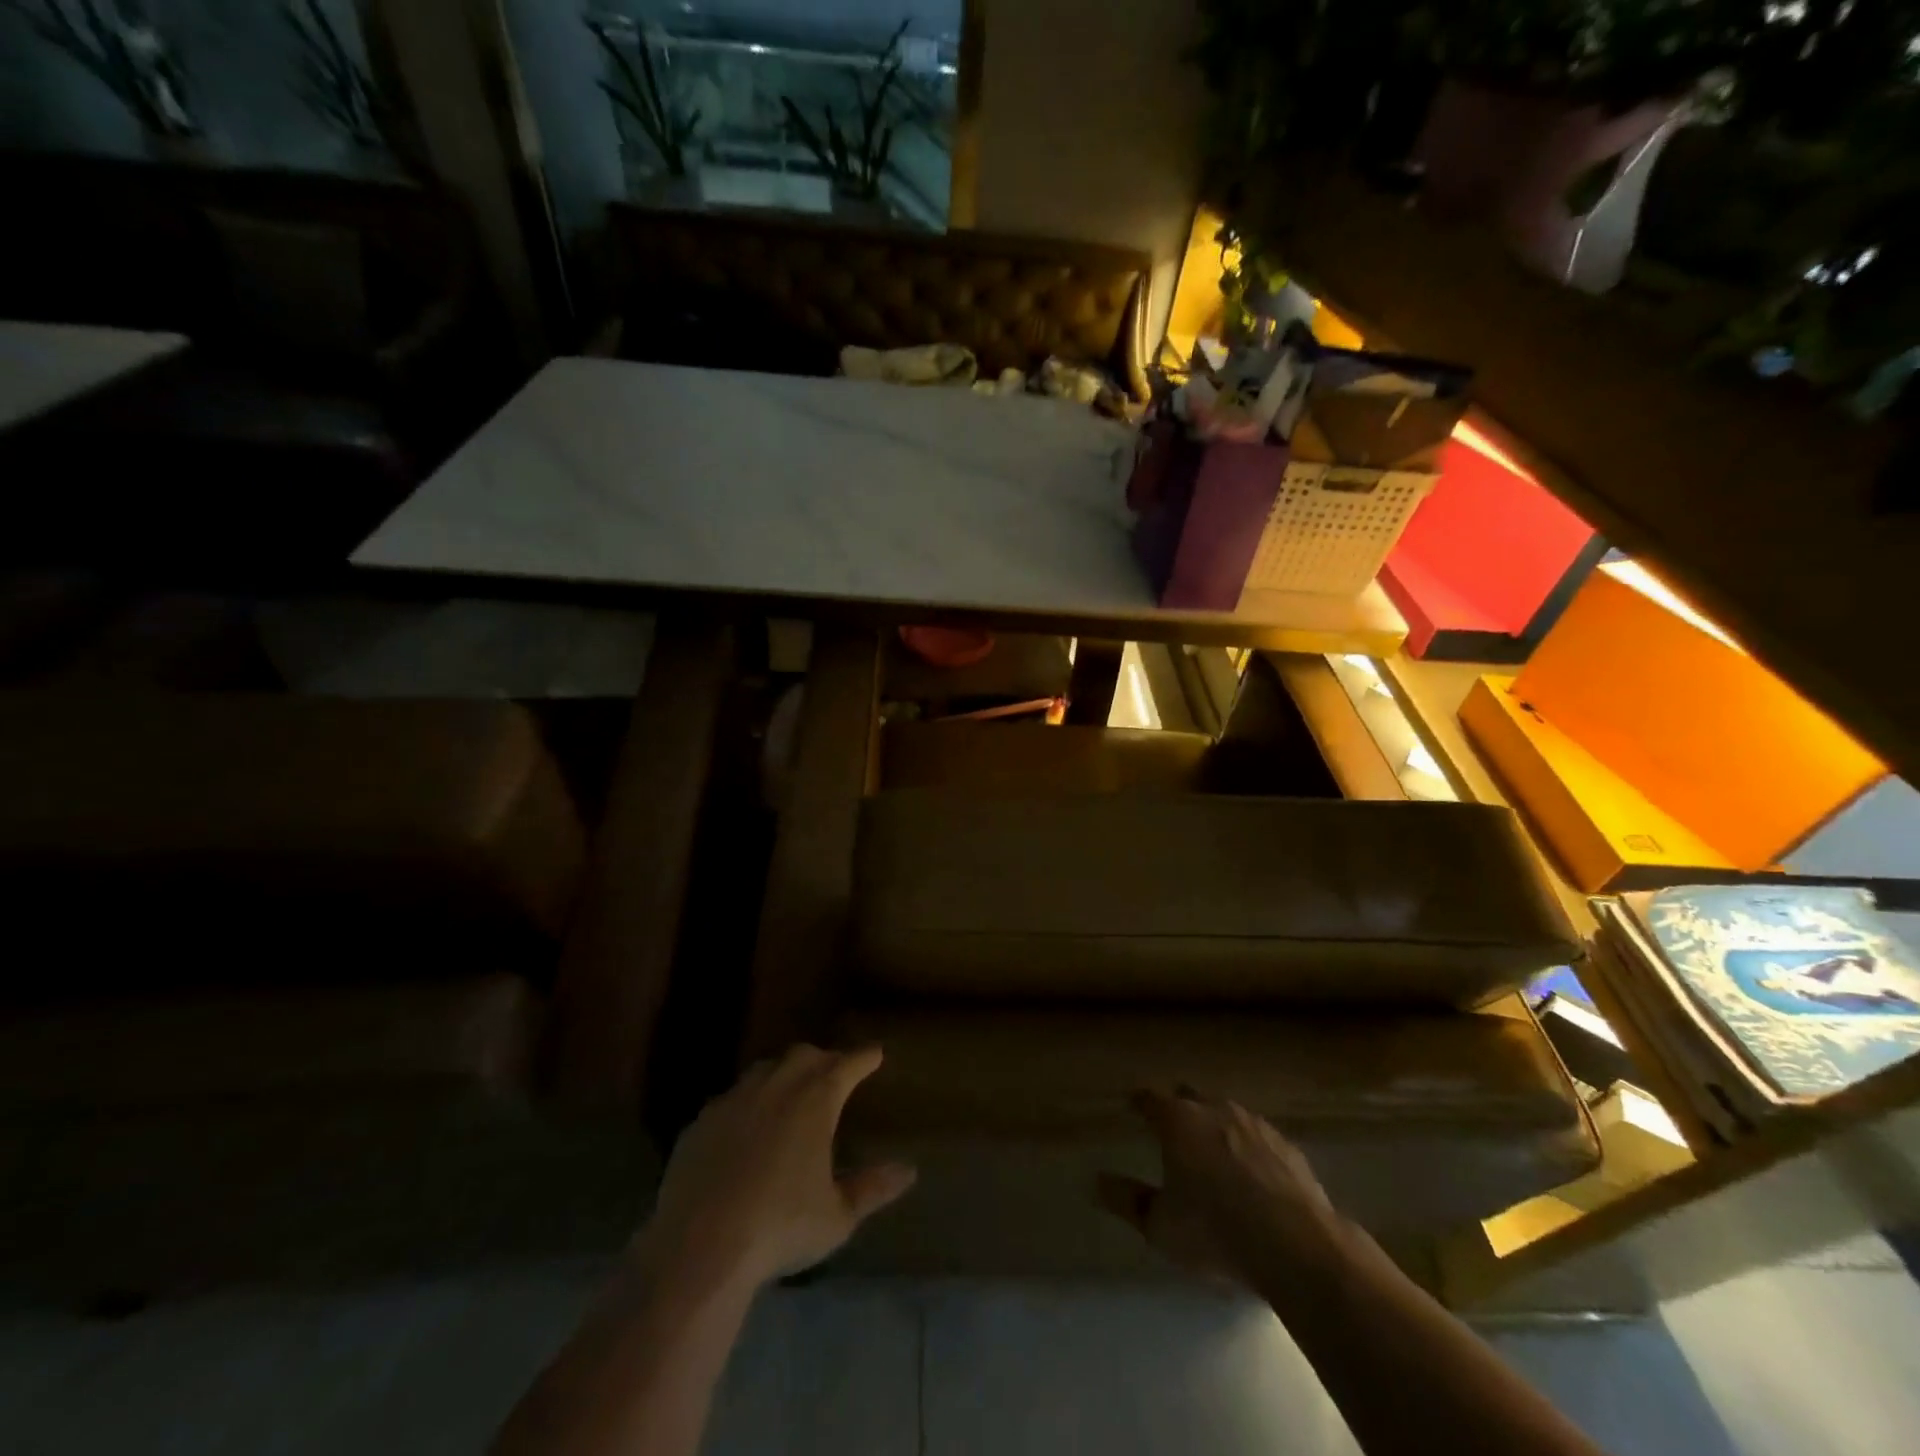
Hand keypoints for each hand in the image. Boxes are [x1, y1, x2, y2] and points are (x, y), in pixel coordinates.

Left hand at [641, 1044, 915, 1292]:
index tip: (875, 1053)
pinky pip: (731, 1098)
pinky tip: (746, 1125)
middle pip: (804, 1056)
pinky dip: (748, 1102)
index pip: (847, 1064)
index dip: (863, 1057)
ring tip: (791, 1090)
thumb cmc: (780, 1227)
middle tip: (835, 1071)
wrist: (699, 1247)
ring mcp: (734, 1100)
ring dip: (784, 1073)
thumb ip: (872, 1188)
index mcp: (815, 1100)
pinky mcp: (701, 1122)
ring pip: (765, 1069)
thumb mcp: (837, 1216)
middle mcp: (776, 1087)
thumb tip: (908, 1170)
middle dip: (824, 1059)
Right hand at [1097, 1087, 1343, 1289]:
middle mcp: (1215, 1110)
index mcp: (1178, 1121)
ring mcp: (1255, 1125)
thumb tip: (1097, 1183)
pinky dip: (1249, 1148)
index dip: (1139, 1102)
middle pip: (1190, 1098)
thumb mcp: (1160, 1226)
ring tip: (1212, 1148)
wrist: (1297, 1246)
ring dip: (1216, 1125)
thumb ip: (1128, 1201)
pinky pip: (1259, 1138)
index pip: (1149, 1099)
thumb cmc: (1215, 1231)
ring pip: (1227, 1114)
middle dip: (1179, 1108)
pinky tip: (1253, 1173)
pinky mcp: (1288, 1147)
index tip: (1132, 1105)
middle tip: (1172, 1127)